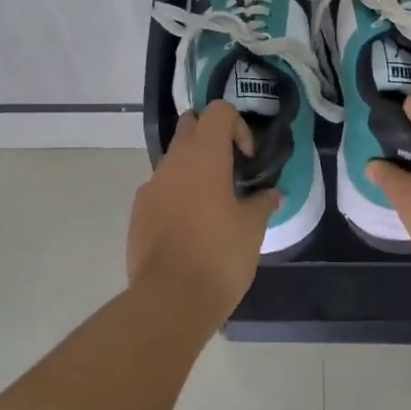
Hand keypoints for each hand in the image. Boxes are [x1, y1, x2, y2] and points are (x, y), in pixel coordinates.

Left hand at [128, 101, 279, 319]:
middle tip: (230, 171)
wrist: (171, 298)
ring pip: (173, 160)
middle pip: (190, 126)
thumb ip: (263, 203)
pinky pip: (160, 189)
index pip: (218, 111)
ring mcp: (150, 186)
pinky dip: (176, 195)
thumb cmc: (220, 255)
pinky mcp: (137, 212)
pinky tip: (190, 228)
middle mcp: (172, 162)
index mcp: (204, 155)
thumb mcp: (253, 228)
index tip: (246, 160)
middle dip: (210, 139)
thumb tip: (272, 194)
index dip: (237, 127)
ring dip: (193, 170)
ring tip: (213, 205)